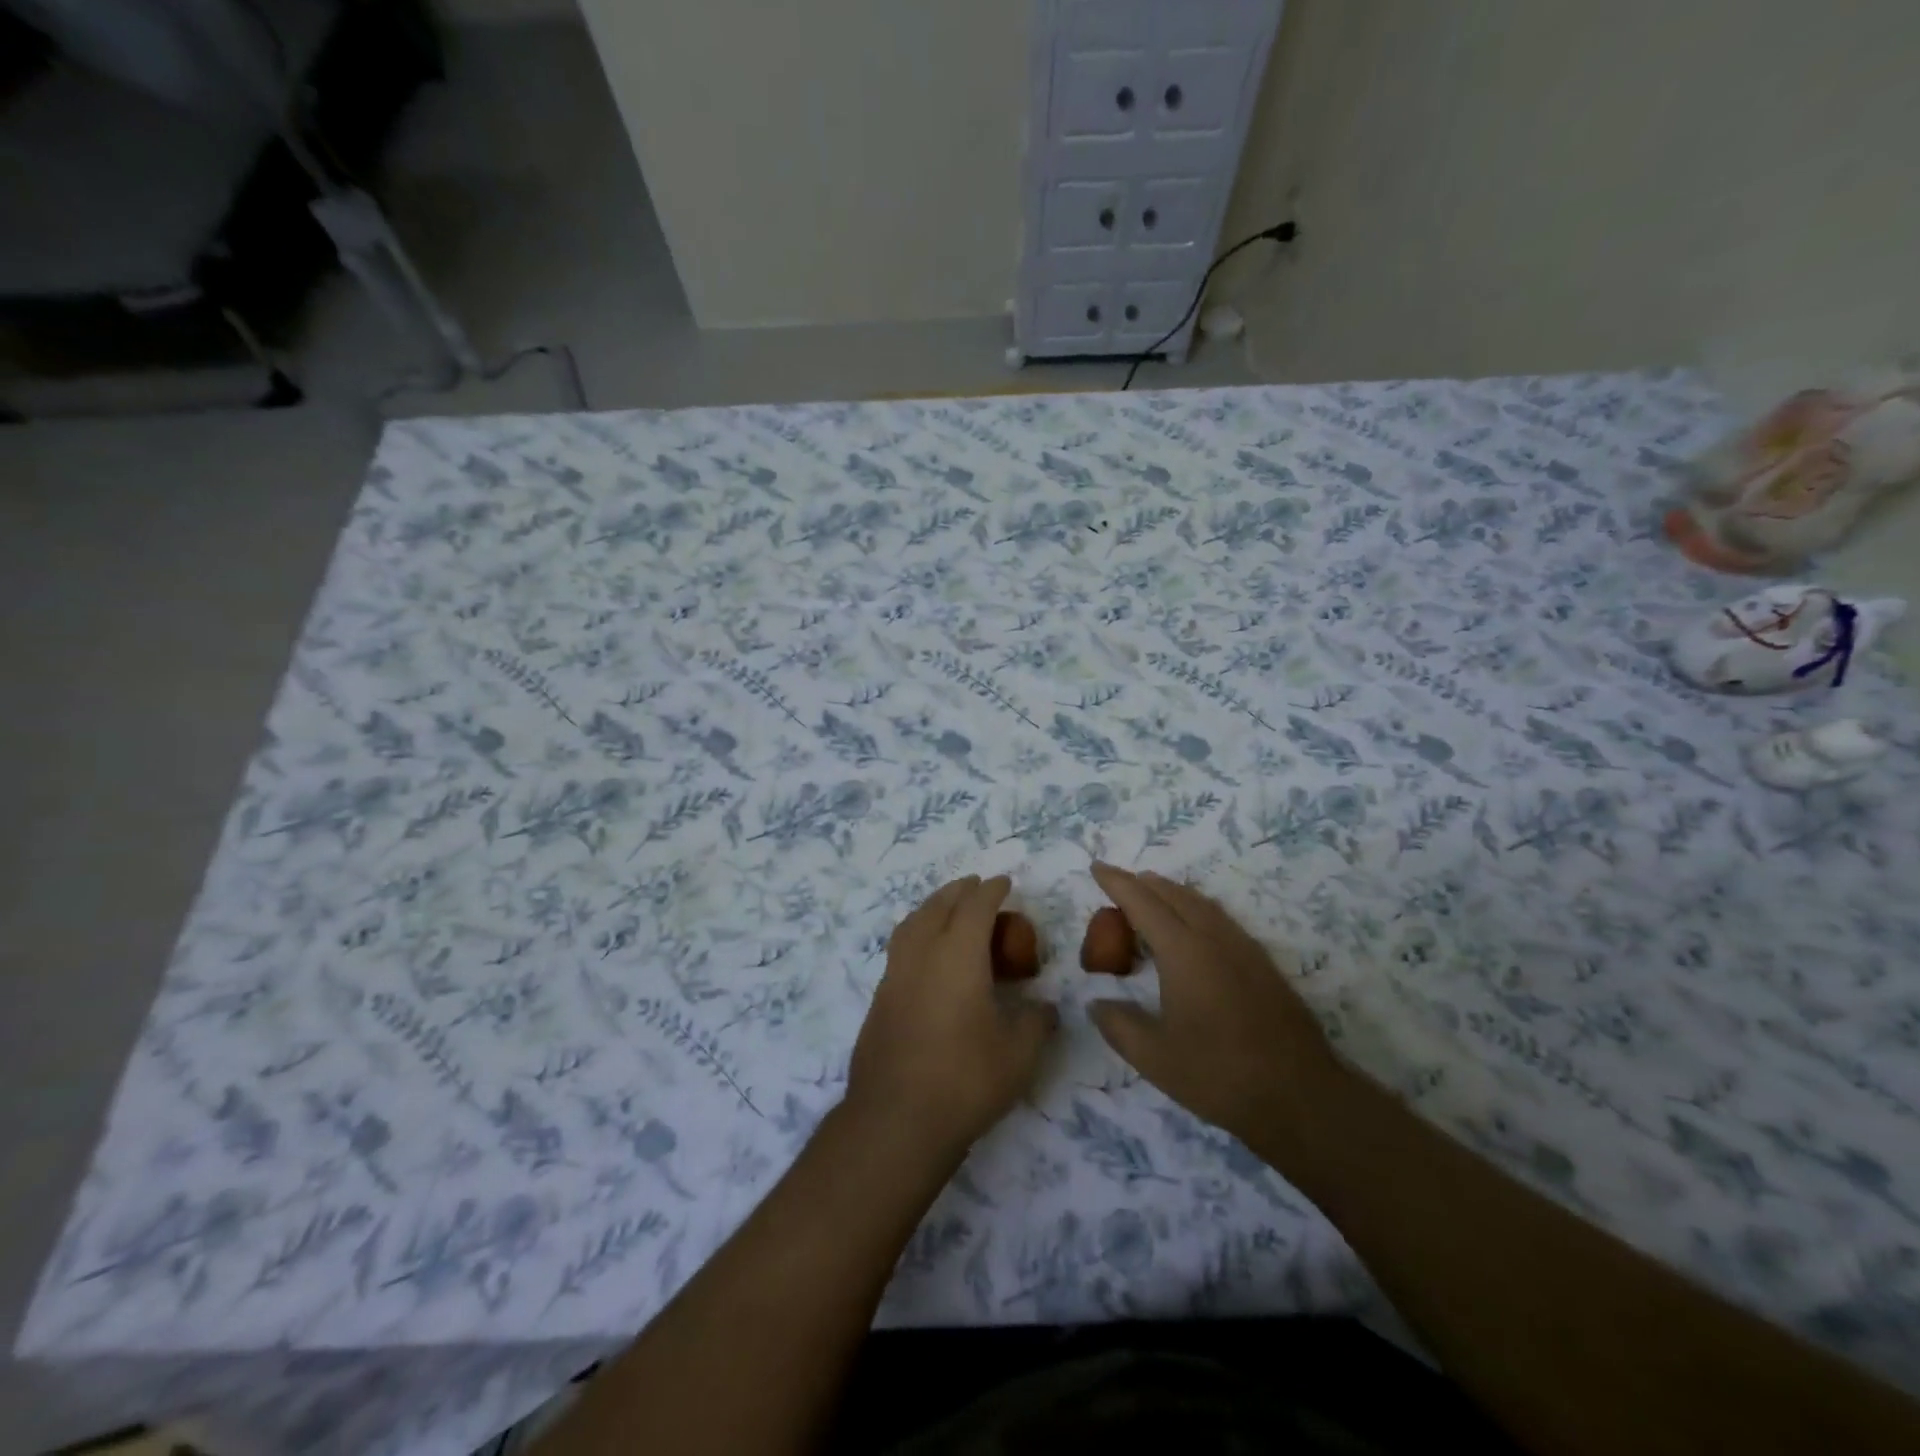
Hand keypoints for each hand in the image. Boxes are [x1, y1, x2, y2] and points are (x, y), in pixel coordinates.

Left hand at [847, 876, 1057, 1156]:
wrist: (896, 1120)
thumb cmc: (965, 1079)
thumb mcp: (1019, 1053)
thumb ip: (1037, 1023)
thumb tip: (1045, 1009)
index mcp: (957, 954)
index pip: (975, 906)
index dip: (992, 890)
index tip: (1004, 882)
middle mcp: (922, 955)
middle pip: (938, 906)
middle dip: (959, 891)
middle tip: (976, 886)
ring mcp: (894, 977)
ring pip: (911, 924)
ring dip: (932, 908)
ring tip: (946, 910)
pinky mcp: (879, 1001)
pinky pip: (900, 950)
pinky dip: (916, 935)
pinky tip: (926, 958)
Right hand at [1087, 863, 1342, 1157]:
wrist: (1301, 1096)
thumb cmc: (1220, 1075)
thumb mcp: (1154, 1058)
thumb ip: (1118, 1025)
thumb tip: (1096, 1003)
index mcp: (1183, 951)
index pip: (1142, 903)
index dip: (1117, 882)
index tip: (1097, 867)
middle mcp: (1214, 938)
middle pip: (1173, 894)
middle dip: (1142, 883)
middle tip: (1118, 883)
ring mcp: (1243, 948)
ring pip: (1201, 903)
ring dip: (1171, 892)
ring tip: (1151, 895)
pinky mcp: (1262, 964)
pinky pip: (1220, 918)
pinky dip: (1195, 909)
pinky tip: (1193, 928)